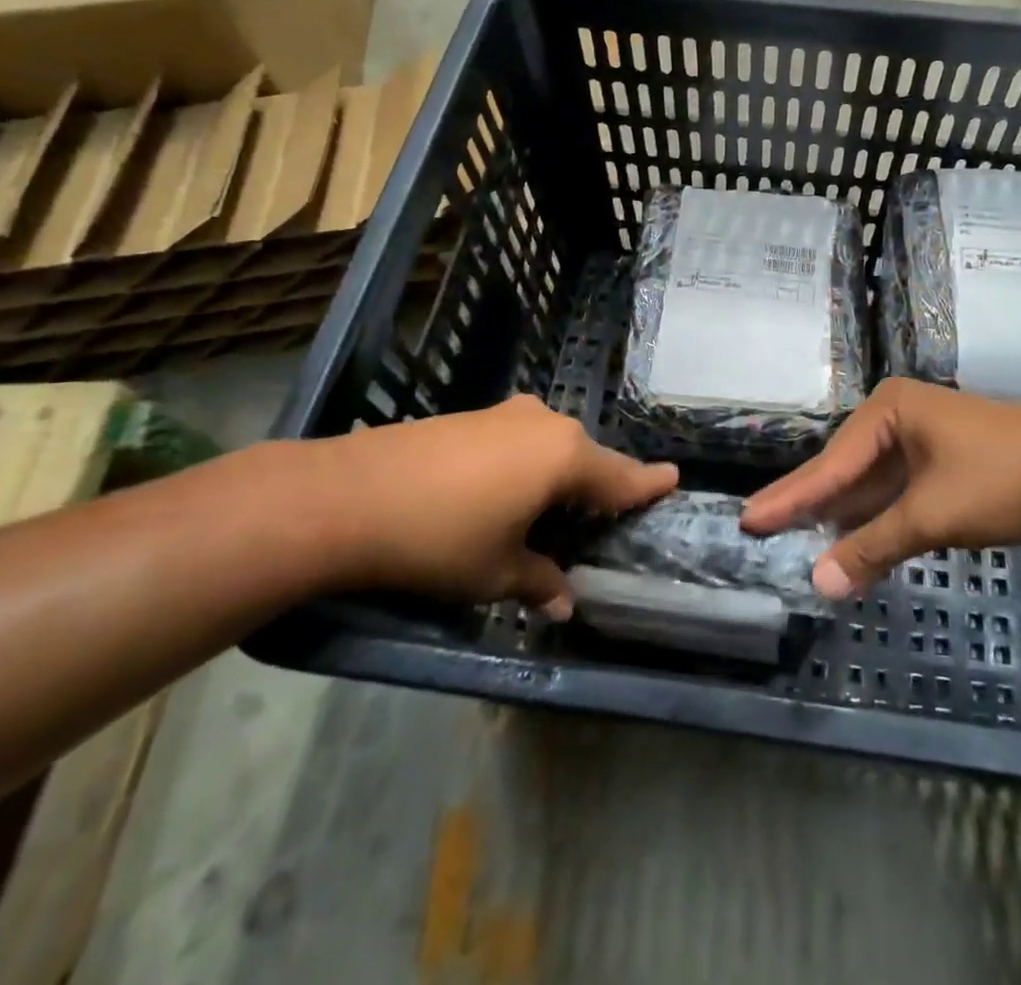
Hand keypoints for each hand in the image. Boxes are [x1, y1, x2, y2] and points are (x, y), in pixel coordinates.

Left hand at [312, 395, 676, 613]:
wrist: (347, 495)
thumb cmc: (438, 539)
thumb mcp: (495, 572)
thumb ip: (540, 582)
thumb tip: (566, 604)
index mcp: (565, 458)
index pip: (622, 477)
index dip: (648, 484)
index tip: (673, 480)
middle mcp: (546, 425)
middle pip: (588, 459)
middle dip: (598, 488)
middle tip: (602, 521)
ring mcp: (507, 415)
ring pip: (553, 448)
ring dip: (560, 476)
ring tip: (552, 513)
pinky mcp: (474, 416)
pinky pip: (521, 441)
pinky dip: (528, 466)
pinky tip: (505, 493)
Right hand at [741, 379, 1020, 598]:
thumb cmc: (1002, 479)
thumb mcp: (930, 516)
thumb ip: (873, 548)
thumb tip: (819, 584)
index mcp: (889, 411)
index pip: (829, 465)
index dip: (789, 499)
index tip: (749, 520)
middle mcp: (900, 418)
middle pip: (845, 470)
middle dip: (810, 503)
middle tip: (763, 527)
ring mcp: (925, 440)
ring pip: (872, 483)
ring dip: (843, 515)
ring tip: (796, 537)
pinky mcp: (946, 463)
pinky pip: (897, 492)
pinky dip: (877, 518)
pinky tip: (853, 539)